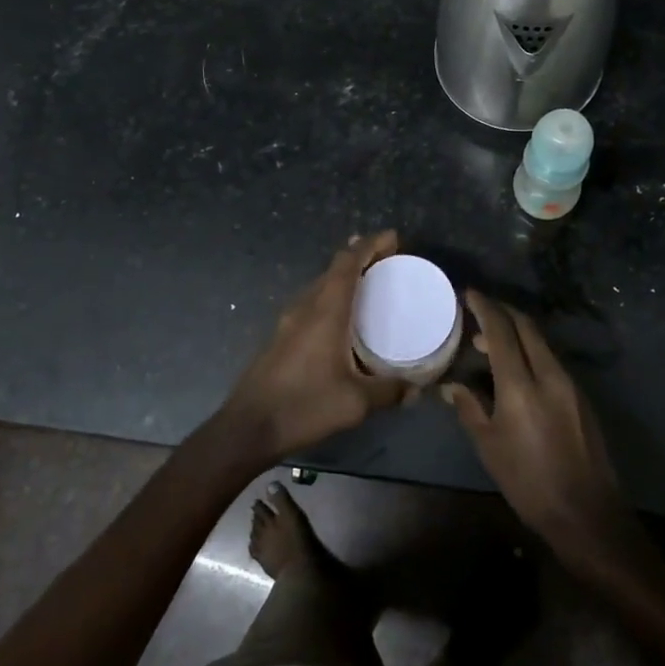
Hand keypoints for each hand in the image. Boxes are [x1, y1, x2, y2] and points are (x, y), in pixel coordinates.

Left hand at [217, 231, 407, 466]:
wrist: (247, 427)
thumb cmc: (303, 406)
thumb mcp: (355, 403)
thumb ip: (389, 391)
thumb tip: (416, 388)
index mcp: (325, 311)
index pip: (348, 262)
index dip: (370, 245)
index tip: (393, 238)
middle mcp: (305, 307)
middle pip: (334, 268)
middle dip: (360, 256)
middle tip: (388, 259)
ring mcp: (289, 321)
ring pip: (320, 284)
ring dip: (344, 276)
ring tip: (368, 281)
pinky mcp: (281, 336)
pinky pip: (312, 302)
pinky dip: (332, 295)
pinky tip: (341, 317)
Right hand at [443, 292, 635, 563]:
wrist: (587, 514)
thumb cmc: (528, 483)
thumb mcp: (489, 447)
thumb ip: (470, 408)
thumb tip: (452, 386)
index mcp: (521, 385)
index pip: (500, 331)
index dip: (484, 308)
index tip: (469, 294)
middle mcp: (549, 374)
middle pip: (526, 327)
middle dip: (502, 312)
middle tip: (479, 311)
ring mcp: (570, 384)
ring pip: (541, 343)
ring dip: (516, 333)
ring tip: (489, 345)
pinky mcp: (581, 397)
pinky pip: (551, 361)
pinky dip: (531, 353)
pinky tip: (517, 371)